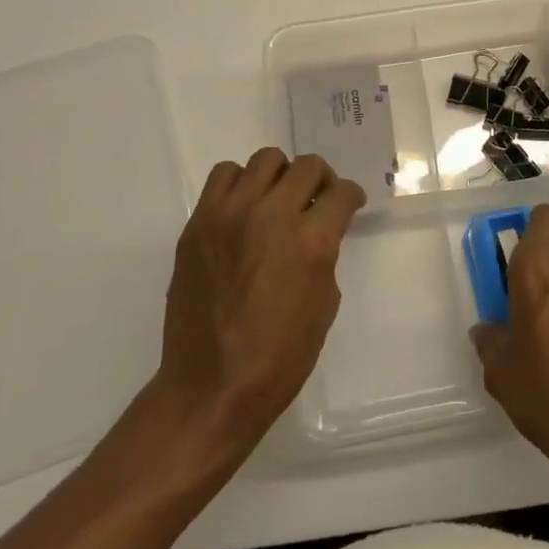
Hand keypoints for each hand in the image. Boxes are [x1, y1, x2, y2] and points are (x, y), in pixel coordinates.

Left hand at [151, 149, 365, 453]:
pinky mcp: (198, 223)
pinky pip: (223, 176)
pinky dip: (240, 184)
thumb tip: (318, 230)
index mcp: (311, 241)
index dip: (350, 196)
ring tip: (277, 201)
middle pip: (306, 167)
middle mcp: (271, 216)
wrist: (211, 387)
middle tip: (316, 200)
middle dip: (320, 181)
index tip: (348, 203)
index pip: (340, 192)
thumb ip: (324, 254)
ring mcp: (229, 216)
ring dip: (280, 177)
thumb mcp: (324, 303)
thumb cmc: (279, 357)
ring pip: (265, 161)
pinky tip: (243, 210)